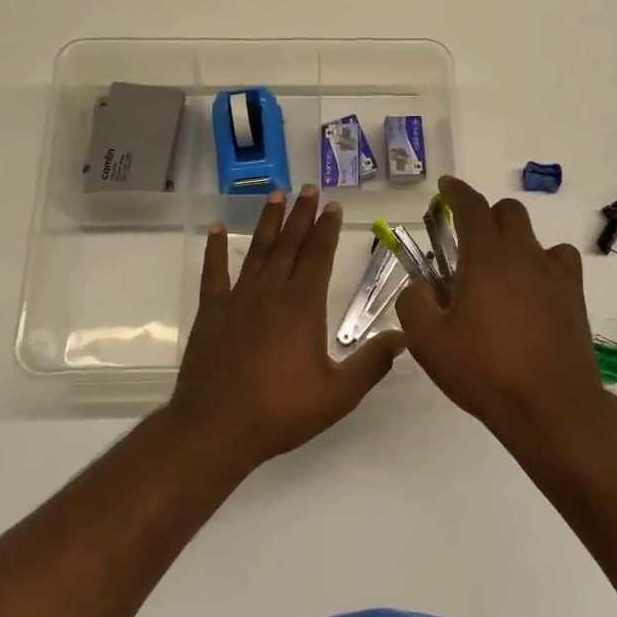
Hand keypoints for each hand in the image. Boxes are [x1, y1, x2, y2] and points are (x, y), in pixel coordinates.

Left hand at [170, 186, 403, 466]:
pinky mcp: (212, 312)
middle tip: (309, 189)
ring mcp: (238, 298)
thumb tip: (404, 337)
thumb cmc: (281, 410)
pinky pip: (214, 272)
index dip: (327, 229)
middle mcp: (271, 291)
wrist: (217, 427)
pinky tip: (217, 229)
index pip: (319, 255)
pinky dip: (215, 249)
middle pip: (290, 244)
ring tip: (276, 195)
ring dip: (269, 222)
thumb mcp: (338, 395)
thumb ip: (372, 363)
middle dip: (301, 215)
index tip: (332, 206)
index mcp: (304, 306)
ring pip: (257, 250)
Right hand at [397, 175, 606, 433]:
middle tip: (465, 242)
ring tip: (499, 273)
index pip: (472, 207)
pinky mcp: (575, 298)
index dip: (456, 192)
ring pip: (536, 238)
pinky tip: (532, 292)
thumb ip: (413, 303)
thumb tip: (421, 286)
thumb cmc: (485, 371)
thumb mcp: (429, 342)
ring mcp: (555, 276)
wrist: (551, 407)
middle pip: (509, 213)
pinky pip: (560, 264)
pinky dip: (542, 266)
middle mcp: (525, 255)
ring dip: (515, 242)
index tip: (445, 187)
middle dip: (485, 216)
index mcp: (487, 258)